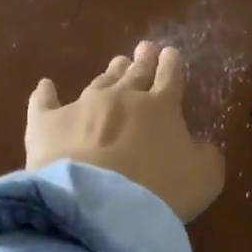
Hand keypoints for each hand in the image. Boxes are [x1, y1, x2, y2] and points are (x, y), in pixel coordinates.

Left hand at [25, 41, 226, 222]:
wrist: (99, 203)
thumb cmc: (160, 190)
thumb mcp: (204, 178)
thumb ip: (207, 156)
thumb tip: (201, 146)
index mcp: (162, 107)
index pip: (170, 78)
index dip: (171, 65)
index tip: (170, 53)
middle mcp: (122, 97)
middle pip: (134, 74)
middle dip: (142, 61)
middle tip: (144, 48)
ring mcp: (82, 106)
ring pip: (99, 82)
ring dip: (109, 73)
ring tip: (115, 64)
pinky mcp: (47, 123)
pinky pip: (45, 102)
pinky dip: (46, 93)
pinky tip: (46, 85)